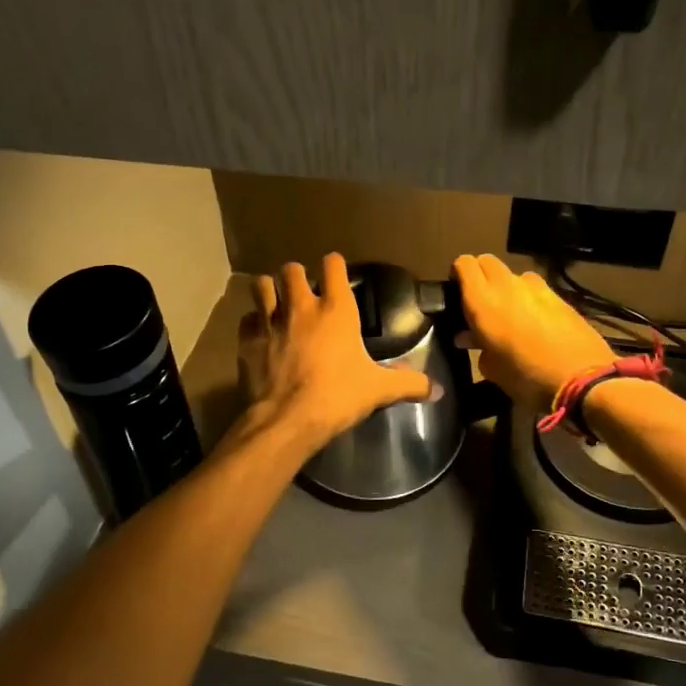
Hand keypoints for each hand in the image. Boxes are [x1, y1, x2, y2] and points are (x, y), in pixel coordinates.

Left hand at [237, 254, 433, 451]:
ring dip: (269, 290)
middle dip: (296, 276)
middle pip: (291, 269)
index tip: (337, 273)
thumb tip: (438, 391)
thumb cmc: (338, 397)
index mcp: (336, 310)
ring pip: (261, 285)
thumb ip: (409, 384)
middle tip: (303, 292)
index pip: (333, 265)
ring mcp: (270, 321)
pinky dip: (252, 322)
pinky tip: (260, 335)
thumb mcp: (378, 390)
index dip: (334, 265)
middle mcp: (300, 306)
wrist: (287, 420)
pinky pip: (247, 319)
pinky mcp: (247, 340)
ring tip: (276, 303)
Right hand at [452, 254, 614, 412]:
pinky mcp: (559, 296)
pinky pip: (536, 289)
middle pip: (487, 262)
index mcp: (482, 301)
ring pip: (514, 275)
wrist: (583, 379)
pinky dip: (530, 298)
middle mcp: (507, 285)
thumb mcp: (493, 369)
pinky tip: (535, 322)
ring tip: (510, 312)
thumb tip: (469, 337)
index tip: (457, 293)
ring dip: (507, 287)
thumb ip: (477, 347)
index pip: (463, 264)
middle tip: (480, 302)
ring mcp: (537, 287)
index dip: (458, 274)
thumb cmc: (527, 378)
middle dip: (481, 275)